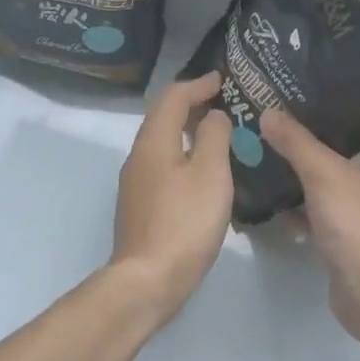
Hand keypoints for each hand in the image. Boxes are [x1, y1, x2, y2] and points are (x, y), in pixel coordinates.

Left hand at [109, 72, 233, 322]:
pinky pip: (162, 165)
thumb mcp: (210, 174)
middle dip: (191, 104)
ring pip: (162, 143)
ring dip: (187, 130)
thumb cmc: (185, 222)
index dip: (198, 84)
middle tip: (224, 103)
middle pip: (163, 117)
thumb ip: (214, 136)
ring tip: (218, 133)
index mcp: (154, 142)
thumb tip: (213, 116)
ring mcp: (136, 183)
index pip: (173, 97)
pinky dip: (183, 154)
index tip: (223, 80)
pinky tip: (203, 171)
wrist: (148, 279)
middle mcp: (138, 156)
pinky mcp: (140, 205)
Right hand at [258, 111, 359, 345]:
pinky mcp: (349, 233)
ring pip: (331, 178)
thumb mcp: (325, 175)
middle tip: (279, 112)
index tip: (309, 85)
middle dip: (314, 133)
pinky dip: (301, 203)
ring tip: (269, 144)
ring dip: (304, 168)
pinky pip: (321, 208)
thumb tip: (269, 112)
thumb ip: (296, 142)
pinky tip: (271, 193)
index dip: (343, 99)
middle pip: (347, 145)